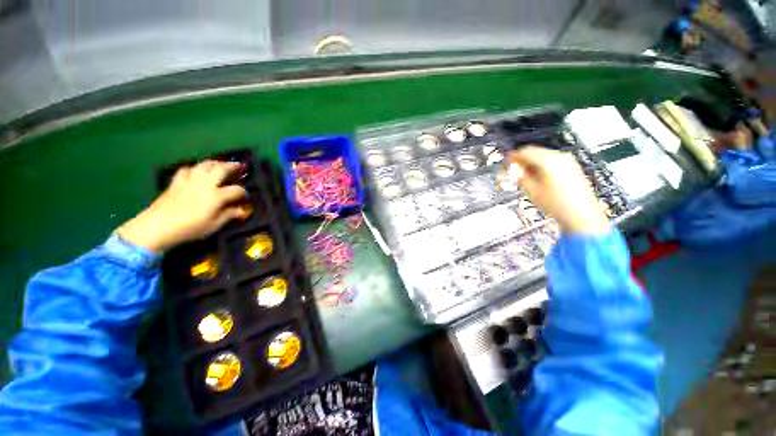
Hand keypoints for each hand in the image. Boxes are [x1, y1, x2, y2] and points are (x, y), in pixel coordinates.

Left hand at [118, 161, 248, 251]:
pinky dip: (196, 168)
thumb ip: (229, 215)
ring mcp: (190, 180)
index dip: (244, 193)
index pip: (237, 190)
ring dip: (215, 163)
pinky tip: (197, 171)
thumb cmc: (190, 228)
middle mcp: (205, 184)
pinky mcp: (177, 181)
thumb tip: (242, 211)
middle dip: (232, 167)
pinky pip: (188, 169)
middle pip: (221, 169)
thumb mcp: (214, 225)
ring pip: (205, 165)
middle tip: (240, 165)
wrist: (158, 226)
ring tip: (221, 163)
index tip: (245, 198)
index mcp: (216, 196)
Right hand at [503, 146, 609, 233]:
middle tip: (515, 169)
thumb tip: (517, 170)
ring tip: (528, 175)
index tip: (508, 161)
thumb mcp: (532, 192)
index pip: (526, 152)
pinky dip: (544, 165)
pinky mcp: (573, 167)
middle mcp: (560, 157)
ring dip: (534, 162)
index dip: (514, 156)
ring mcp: (569, 161)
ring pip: (545, 155)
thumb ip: (522, 177)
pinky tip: (541, 177)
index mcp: (548, 162)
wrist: (581, 214)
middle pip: (536, 151)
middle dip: (524, 159)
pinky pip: (554, 160)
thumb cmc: (556, 204)